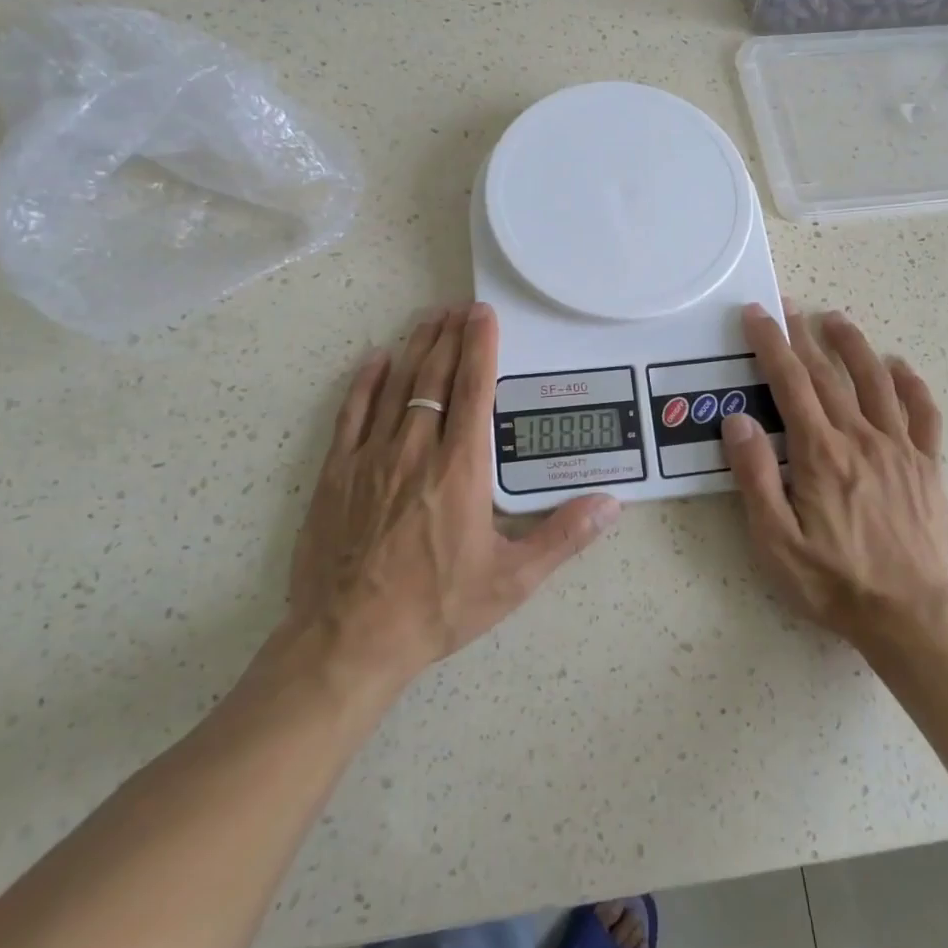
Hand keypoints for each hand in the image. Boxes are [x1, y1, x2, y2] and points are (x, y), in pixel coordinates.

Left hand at [287, 303, 620, 686]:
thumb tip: (610, 504)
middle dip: (448, 337)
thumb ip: (562, 536)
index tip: (483, 315)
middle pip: (434, 377)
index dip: (480, 347)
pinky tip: (376, 360)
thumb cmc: (435, 607)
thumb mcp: (511, 580)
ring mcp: (371, 458)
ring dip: (414, 349)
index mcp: (461, 469)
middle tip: (458, 307)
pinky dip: (365, 382)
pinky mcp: (336, 474)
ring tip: (428, 319)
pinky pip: (351, 413)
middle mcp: (415, 450)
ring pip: (395, 386)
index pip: (473, 390)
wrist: (349, 640)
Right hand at [721, 302, 947, 651]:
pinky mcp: (927, 467)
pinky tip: (901, 367)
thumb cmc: (833, 581)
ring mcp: (899, 449)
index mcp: (820, 453)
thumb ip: (755, 476)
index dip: (771, 344)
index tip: (757, 314)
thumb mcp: (775, 540)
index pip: (789, 383)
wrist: (911, 617)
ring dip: (854, 346)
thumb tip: (738, 420)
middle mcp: (860, 439)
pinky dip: (912, 386)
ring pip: (876, 382)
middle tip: (788, 307)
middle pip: (828, 375)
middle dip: (803, 336)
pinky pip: (924, 415)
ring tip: (837, 319)